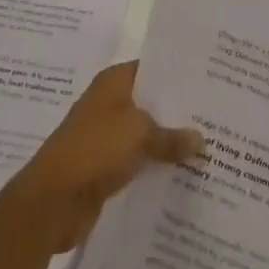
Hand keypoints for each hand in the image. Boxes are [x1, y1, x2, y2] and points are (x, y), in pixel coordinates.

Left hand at [0, 62, 202, 253]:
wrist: (53, 200)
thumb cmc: (94, 149)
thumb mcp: (139, 134)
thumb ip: (171, 136)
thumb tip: (200, 139)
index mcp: (113, 83)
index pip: (151, 69)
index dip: (177, 75)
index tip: (208, 82)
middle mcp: (109, 104)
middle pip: (150, 103)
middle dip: (178, 113)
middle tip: (216, 118)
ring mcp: (105, 137)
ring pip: (145, 135)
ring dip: (168, 143)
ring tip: (208, 148)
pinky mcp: (105, 168)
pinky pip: (137, 162)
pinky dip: (155, 167)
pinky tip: (183, 175)